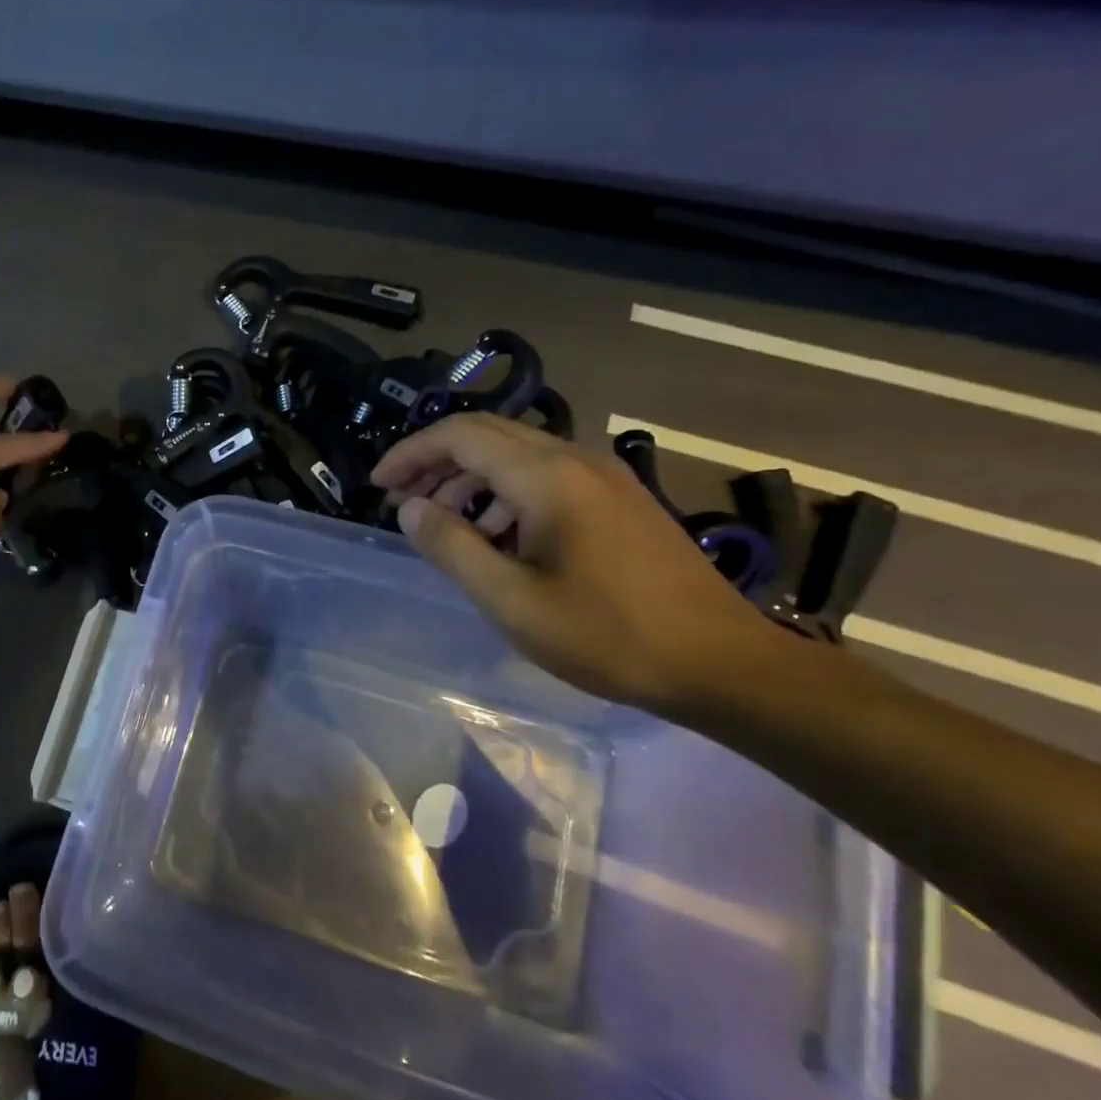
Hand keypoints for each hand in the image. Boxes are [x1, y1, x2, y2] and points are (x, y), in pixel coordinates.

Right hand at [371, 414, 780, 715]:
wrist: (722, 663)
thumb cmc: (607, 635)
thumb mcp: (510, 600)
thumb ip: (451, 547)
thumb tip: (410, 509)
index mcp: (547, 478)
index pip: (460, 436)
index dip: (411, 454)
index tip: (378, 486)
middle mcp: (576, 460)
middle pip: (487, 436)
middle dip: (435, 463)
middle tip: (402, 503)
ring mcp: (604, 477)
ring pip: (517, 455)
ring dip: (469, 479)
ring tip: (443, 526)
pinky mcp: (619, 500)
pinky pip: (546, 476)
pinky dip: (504, 494)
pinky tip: (498, 538)